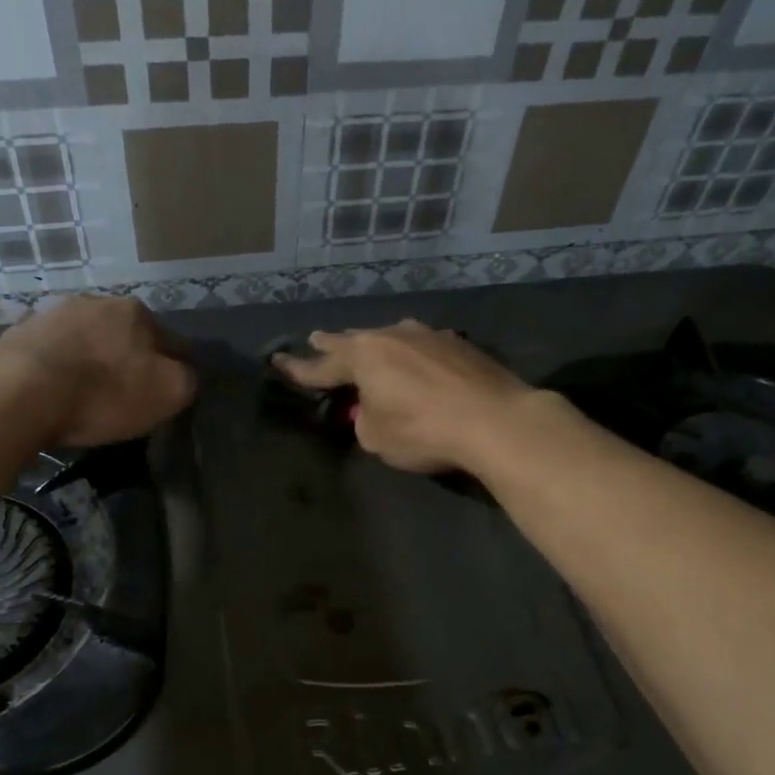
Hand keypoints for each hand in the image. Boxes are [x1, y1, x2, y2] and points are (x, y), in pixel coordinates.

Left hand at [0, 296, 196, 446]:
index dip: (175, 368)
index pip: (171, 341)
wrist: (19, 392)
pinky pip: (51, 354)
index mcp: (136, 311)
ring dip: (91, 362)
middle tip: (126, 396)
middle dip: (128, 361)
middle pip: (125, 336)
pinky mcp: (18, 334)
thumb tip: (185, 375)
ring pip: (86, 341)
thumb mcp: (168, 393)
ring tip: (86, 395)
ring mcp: (52, 314)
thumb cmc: (103, 392)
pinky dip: (58, 369)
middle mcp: (95, 302)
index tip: (169, 394)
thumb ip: (187, 380)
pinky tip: (54, 393)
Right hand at [272, 320, 530, 473]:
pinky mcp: (459, 345)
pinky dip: (410, 356)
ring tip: (367, 347)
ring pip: (391, 339)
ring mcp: (429, 336)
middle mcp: (393, 336)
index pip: (322, 366)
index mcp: (364, 356)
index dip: (299, 369)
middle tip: (317, 339)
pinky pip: (422, 347)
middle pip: (355, 341)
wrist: (495, 420)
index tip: (279, 361)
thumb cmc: (424, 431)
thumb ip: (364, 421)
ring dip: (375, 346)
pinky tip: (416, 362)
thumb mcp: (377, 438)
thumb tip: (372, 410)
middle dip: (333, 344)